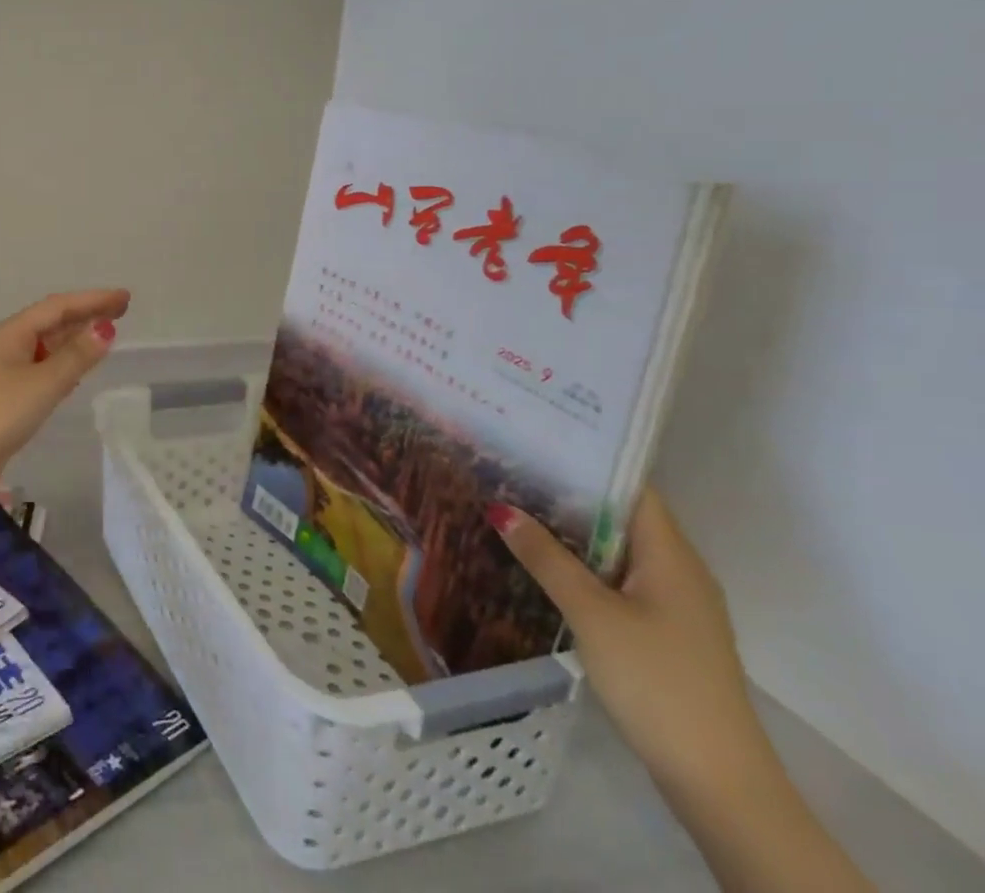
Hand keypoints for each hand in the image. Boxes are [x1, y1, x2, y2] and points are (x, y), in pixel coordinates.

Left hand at [0, 289, 130, 496]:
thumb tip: (105, 329)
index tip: (124, 298)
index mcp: (13, 332)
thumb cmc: (0, 413)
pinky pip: (42, 366)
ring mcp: (5, 368)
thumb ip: (76, 357)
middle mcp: (8, 343)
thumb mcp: (43, 383)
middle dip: (86, 314)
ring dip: (75, 337)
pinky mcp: (7, 393)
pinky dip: (63, 361)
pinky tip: (76, 369)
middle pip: (52, 321)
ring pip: (47, 344)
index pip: (59, 307)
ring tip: (104, 334)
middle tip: (120, 311)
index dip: (92, 300)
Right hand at [493, 489, 768, 801]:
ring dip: (570, 530)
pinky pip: (616, 579)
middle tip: (509, 465)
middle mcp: (678, 571)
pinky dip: (581, 563)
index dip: (588, 460)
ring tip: (513, 504)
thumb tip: (500, 508)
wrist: (717, 780)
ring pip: (615, 549)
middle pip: (619, 515)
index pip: (631, 488)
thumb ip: (545, 558)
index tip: (537, 437)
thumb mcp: (591, 614)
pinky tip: (541, 561)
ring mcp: (672, 605)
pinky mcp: (662, 632)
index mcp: (672, 557)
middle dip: (567, 492)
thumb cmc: (657, 681)